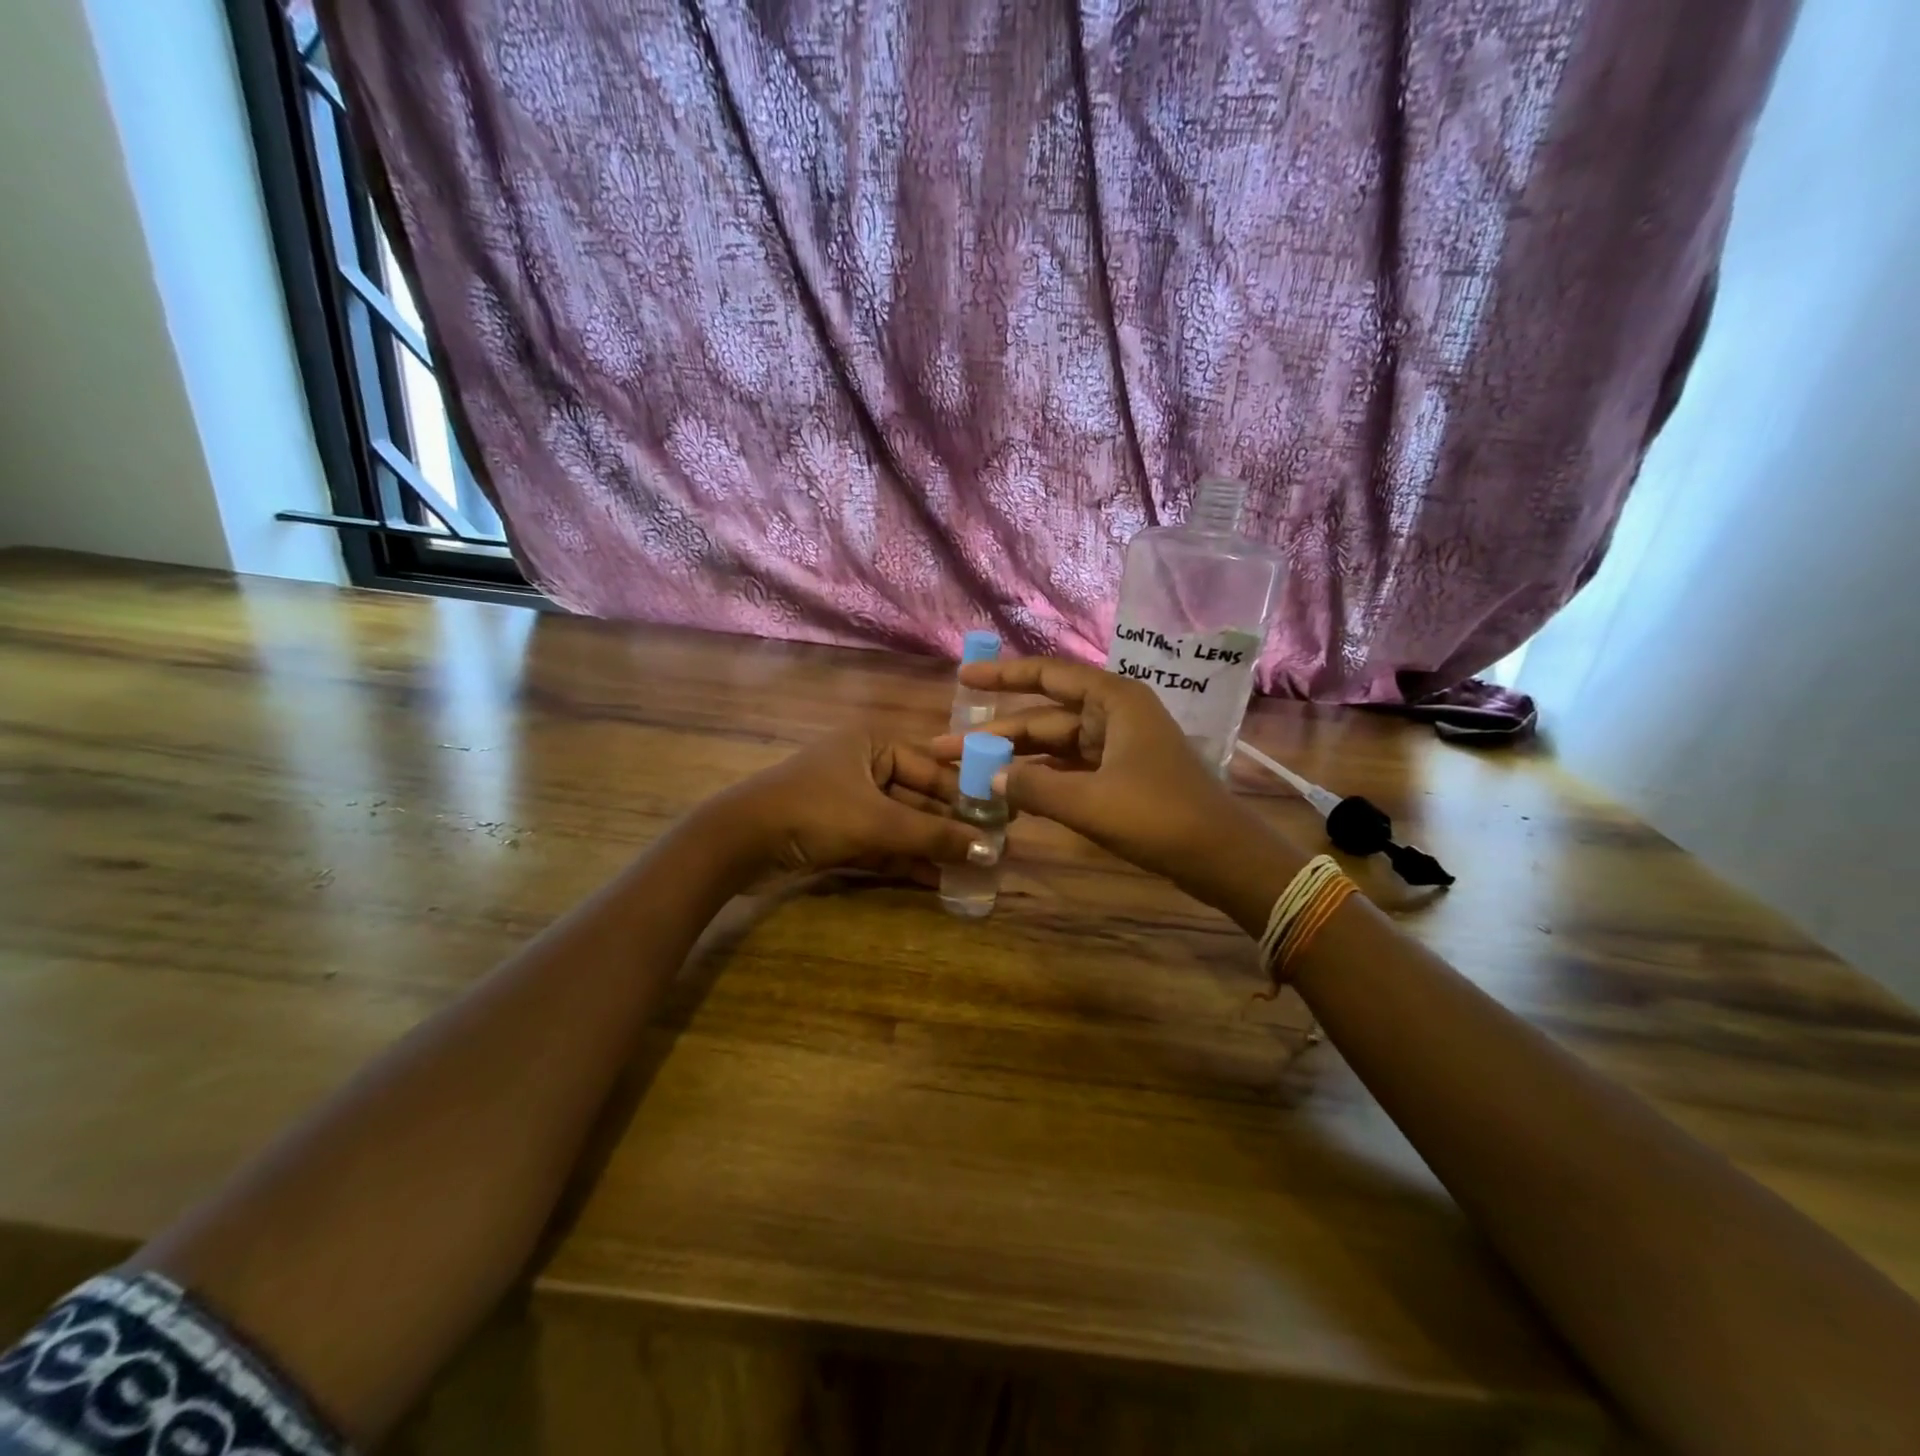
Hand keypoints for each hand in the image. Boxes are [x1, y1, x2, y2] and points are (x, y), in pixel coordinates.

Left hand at [711, 727, 990, 880]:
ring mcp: (849, 803)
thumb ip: (933, 834)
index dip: (965, 793)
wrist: (738, 843)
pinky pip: (882, 844)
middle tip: (991, 848)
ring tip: (973, 869)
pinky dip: (906, 860)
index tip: (1000, 816)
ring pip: (901, 824)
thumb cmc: (814, 812)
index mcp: (872, 745)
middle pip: (918, 797)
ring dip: (931, 846)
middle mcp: (863, 767)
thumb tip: (988, 849)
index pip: (932, 767)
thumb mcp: (878, 821)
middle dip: (950, 825)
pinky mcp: (837, 834)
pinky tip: (938, 881)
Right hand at [934, 657, 1291, 906]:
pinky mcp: (1122, 776)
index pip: (1048, 675)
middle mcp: (1115, 714)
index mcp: (1113, 700)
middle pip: (1045, 716)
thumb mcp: (1088, 802)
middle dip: (997, 733)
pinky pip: (1071, 769)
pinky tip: (1011, 791)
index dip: (1002, 675)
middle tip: (945, 748)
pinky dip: (1042, 779)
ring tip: (968, 771)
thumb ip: (1033, 785)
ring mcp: (1119, 746)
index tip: (963, 678)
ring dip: (1016, 759)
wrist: (1222, 857)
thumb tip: (988, 774)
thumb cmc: (1158, 816)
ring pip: (1055, 745)